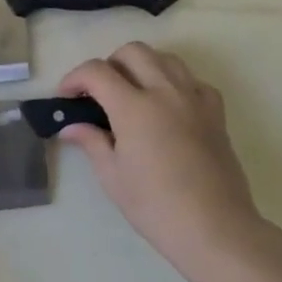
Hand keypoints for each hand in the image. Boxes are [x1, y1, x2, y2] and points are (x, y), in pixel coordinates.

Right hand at [58, 44, 269, 277]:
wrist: (215, 229)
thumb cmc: (156, 206)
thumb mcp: (112, 176)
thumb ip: (91, 142)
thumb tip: (71, 127)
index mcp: (134, 107)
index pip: (96, 71)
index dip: (74, 78)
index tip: (66, 96)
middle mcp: (165, 92)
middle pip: (133, 51)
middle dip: (109, 64)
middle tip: (99, 92)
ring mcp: (194, 100)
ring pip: (166, 58)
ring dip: (142, 65)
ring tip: (132, 92)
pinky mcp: (216, 113)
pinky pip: (193, 80)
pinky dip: (175, 82)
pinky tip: (167, 105)